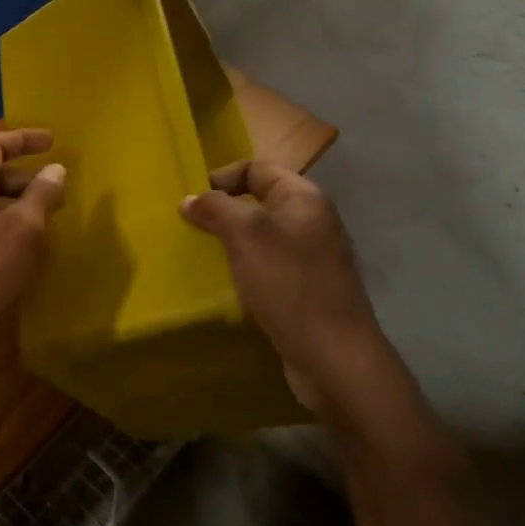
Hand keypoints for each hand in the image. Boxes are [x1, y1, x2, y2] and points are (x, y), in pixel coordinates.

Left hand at [0, 129, 67, 382]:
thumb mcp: (22, 232)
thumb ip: (40, 196)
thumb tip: (55, 169)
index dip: (24, 139)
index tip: (53, 141)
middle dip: (24, 178)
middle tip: (56, 192)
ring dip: (15, 206)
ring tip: (45, 223)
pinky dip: (3, 229)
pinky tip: (21, 253)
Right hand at [179, 160, 385, 414]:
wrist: (334, 356)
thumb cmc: (288, 284)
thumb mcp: (246, 236)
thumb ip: (216, 209)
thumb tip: (190, 199)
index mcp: (304, 199)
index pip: (257, 169)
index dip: (222, 177)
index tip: (193, 202)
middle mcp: (312, 221)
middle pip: (259, 201)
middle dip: (223, 212)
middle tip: (192, 230)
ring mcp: (313, 257)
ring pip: (262, 236)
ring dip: (232, 243)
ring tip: (204, 256)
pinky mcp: (308, 289)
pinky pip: (270, 266)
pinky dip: (246, 269)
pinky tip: (229, 285)